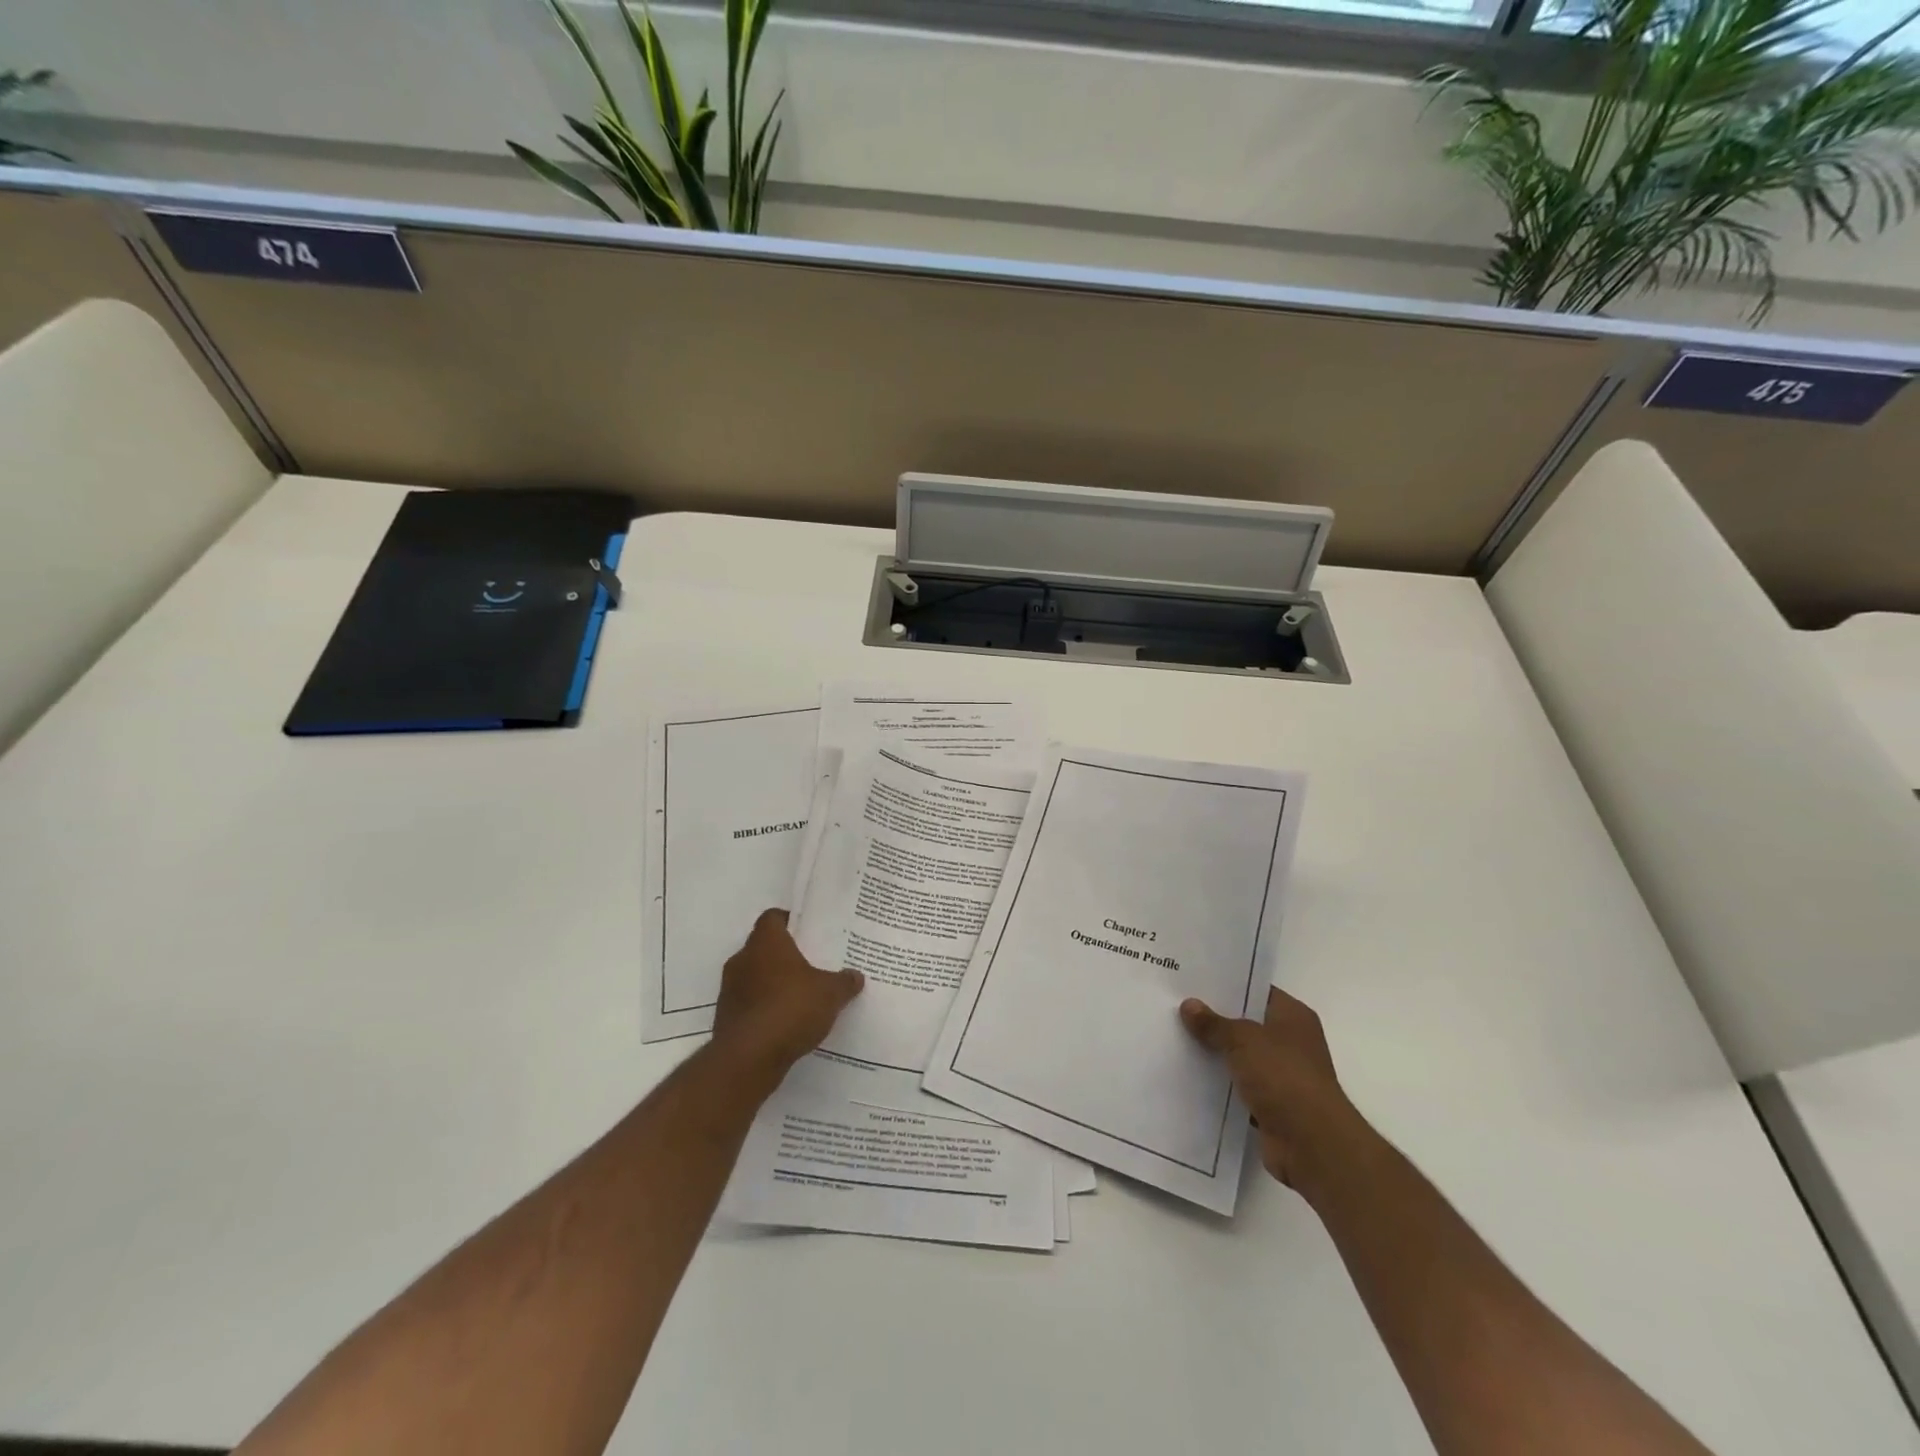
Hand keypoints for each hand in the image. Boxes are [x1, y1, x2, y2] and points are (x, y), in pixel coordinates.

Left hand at [712, 909, 863, 1090]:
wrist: (748, 1059)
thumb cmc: (790, 1009)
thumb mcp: (830, 993)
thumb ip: (844, 982)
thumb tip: (855, 976)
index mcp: (766, 942)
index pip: (773, 917)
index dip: (790, 921)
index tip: (809, 932)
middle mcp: (743, 959)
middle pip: (764, 947)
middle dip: (786, 955)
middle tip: (812, 964)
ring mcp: (730, 989)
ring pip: (755, 976)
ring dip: (774, 984)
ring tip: (802, 996)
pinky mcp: (726, 1017)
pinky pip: (750, 1004)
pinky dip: (765, 1008)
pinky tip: (787, 1022)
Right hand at [1180, 986, 1365, 1190]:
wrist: (1311, 1144)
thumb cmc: (1283, 1077)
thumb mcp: (1243, 1040)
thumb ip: (1214, 1023)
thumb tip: (1188, 1005)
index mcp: (1293, 1017)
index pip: (1256, 991)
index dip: (1227, 986)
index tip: (1193, 982)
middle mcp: (1291, 1043)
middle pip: (1246, 1024)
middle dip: (1215, 1020)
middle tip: (1176, 1007)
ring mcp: (1282, 1076)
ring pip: (1240, 1057)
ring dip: (1215, 1055)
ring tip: (1174, 1039)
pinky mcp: (1271, 1105)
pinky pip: (1238, 1087)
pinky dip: (1219, 1085)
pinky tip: (1188, 1076)